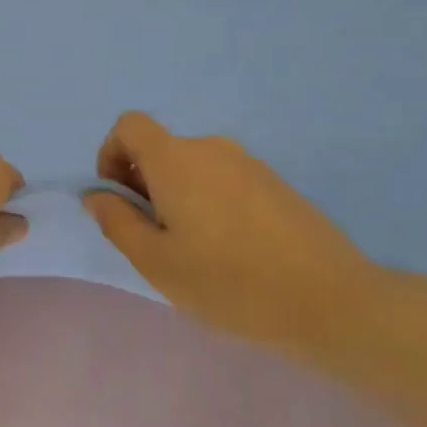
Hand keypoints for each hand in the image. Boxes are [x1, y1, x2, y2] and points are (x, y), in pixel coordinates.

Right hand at [82, 112, 380, 350]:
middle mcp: (211, 148)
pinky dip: (209, 201)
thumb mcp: (156, 262)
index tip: (119, 198)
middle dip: (143, 183)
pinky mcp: (276, 183)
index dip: (111, 154)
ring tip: (194, 250)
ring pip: (193, 167)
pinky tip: (230, 250)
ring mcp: (249, 163)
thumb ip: (117, 222)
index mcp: (176, 160)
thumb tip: (97, 195)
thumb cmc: (229, 283)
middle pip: (161, 149)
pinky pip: (224, 180)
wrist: (329, 301)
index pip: (129, 125)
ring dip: (177, 195)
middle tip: (154, 238)